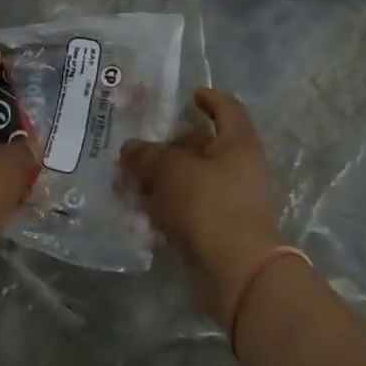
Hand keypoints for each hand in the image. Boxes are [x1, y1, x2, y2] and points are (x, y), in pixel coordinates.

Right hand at [120, 88, 281, 321]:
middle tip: (137, 149)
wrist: (235, 270)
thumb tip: (130, 149)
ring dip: (160, 181)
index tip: (188, 96)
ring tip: (127, 184)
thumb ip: (147, 155)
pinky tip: (139, 214)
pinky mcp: (218, 231)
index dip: (208, 99)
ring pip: (190, 182)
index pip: (227, 108)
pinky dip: (165, 210)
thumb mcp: (170, 170)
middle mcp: (239, 168)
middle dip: (168, 147)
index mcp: (238, 143)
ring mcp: (230, 202)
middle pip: (202, 147)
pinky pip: (188, 212)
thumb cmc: (208, 203)